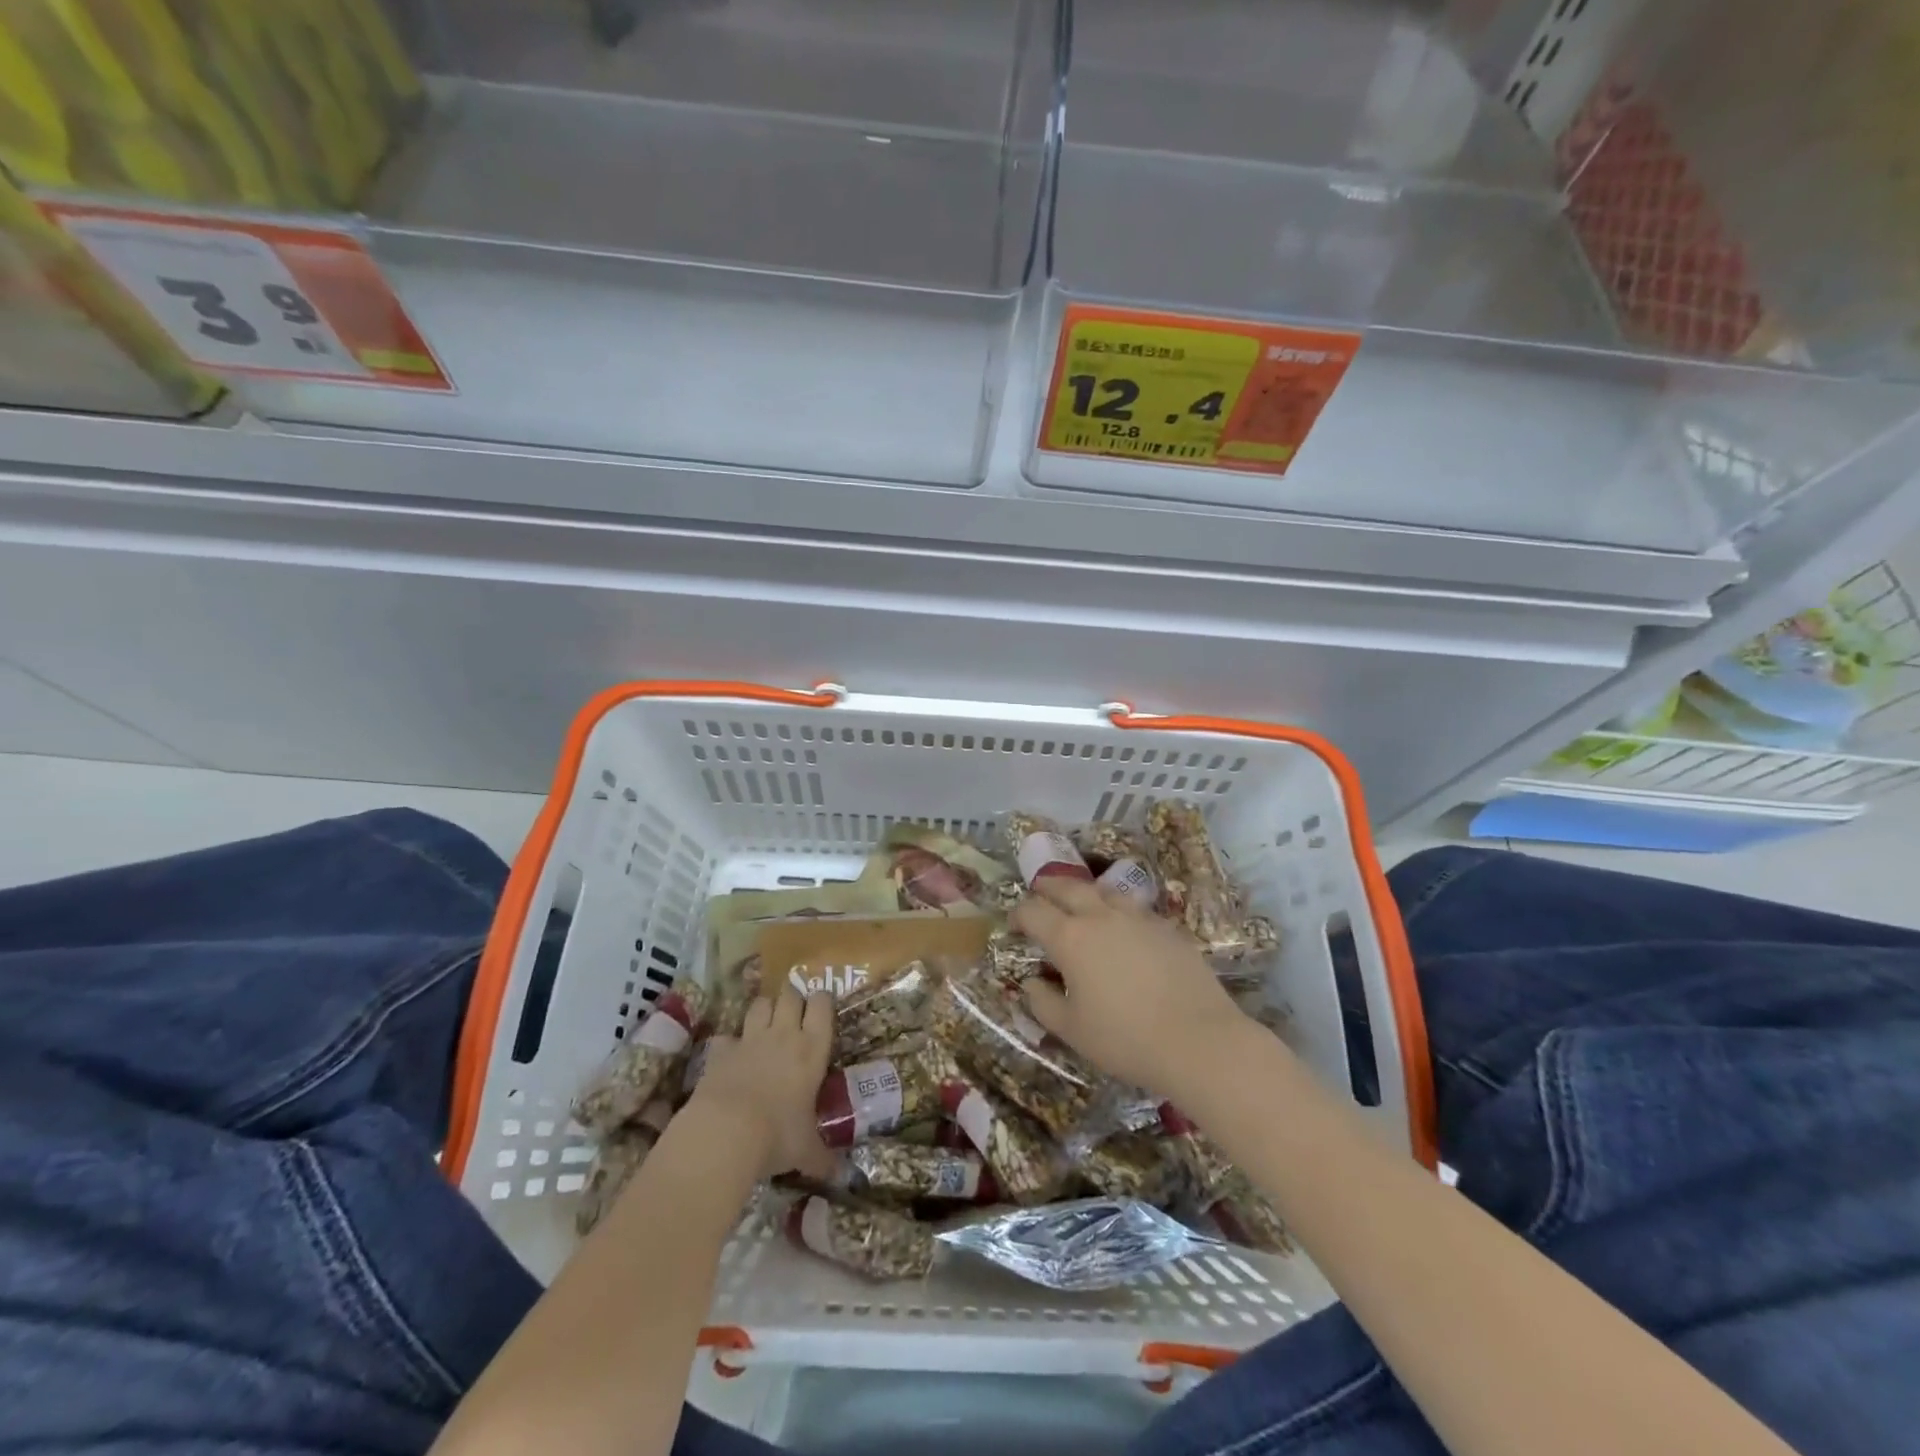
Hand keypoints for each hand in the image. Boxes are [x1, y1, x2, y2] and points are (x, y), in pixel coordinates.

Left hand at [688, 987, 836, 1180]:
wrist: (725, 1132)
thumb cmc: (777, 1135)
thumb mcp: (807, 1151)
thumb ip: (823, 1159)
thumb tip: (842, 1177)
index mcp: (812, 1049)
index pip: (822, 1005)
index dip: (822, 1001)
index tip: (822, 1009)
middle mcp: (783, 1035)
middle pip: (790, 995)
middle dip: (793, 999)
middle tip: (794, 1015)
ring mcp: (749, 1039)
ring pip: (760, 1004)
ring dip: (764, 1009)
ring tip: (766, 1025)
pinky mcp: (720, 1051)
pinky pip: (726, 1036)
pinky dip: (729, 1042)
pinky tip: (730, 1056)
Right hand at [1014, 876, 1252, 1101]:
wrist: (1199, 1040)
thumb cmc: (1125, 1038)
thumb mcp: (1071, 1030)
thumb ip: (1043, 1003)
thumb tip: (1031, 983)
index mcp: (1070, 938)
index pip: (1033, 911)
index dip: (1018, 914)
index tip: (1013, 924)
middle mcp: (1101, 916)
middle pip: (1068, 887)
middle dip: (1048, 887)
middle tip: (1039, 891)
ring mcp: (1138, 918)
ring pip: (1104, 891)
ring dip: (1085, 891)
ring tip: (1080, 900)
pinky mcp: (1167, 928)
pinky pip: (1134, 908)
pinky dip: (1117, 909)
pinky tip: (1122, 926)